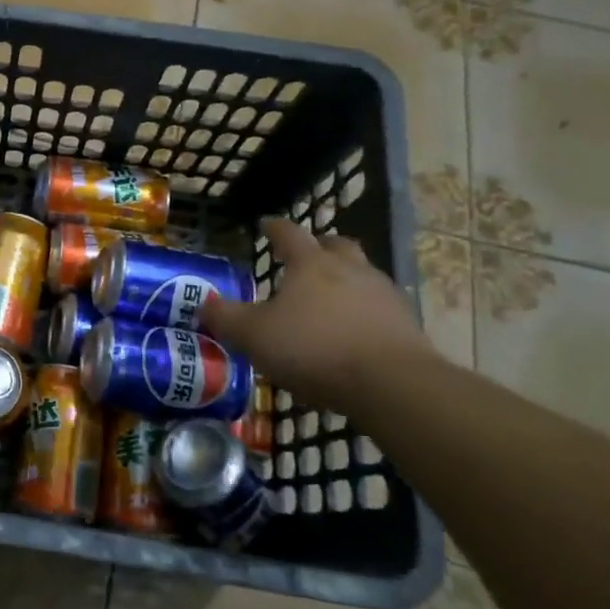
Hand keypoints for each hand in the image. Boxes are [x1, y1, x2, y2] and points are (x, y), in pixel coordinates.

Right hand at [202, 221, 432, 404]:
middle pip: (335, 245)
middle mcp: (349, 269)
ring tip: (328, 299)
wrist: (392, 384)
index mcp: (311, 263)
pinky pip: (378, 307)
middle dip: (319, 246)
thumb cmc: (314, 349)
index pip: (289, 233)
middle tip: (305, 256)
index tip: (265, 224)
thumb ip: (226, 318)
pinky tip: (353, 332)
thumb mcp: (254, 336)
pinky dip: (363, 312)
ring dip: (344, 279)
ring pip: (361, 274)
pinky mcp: (405, 324)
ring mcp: (382, 294)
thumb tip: (203, 304)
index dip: (274, 228)